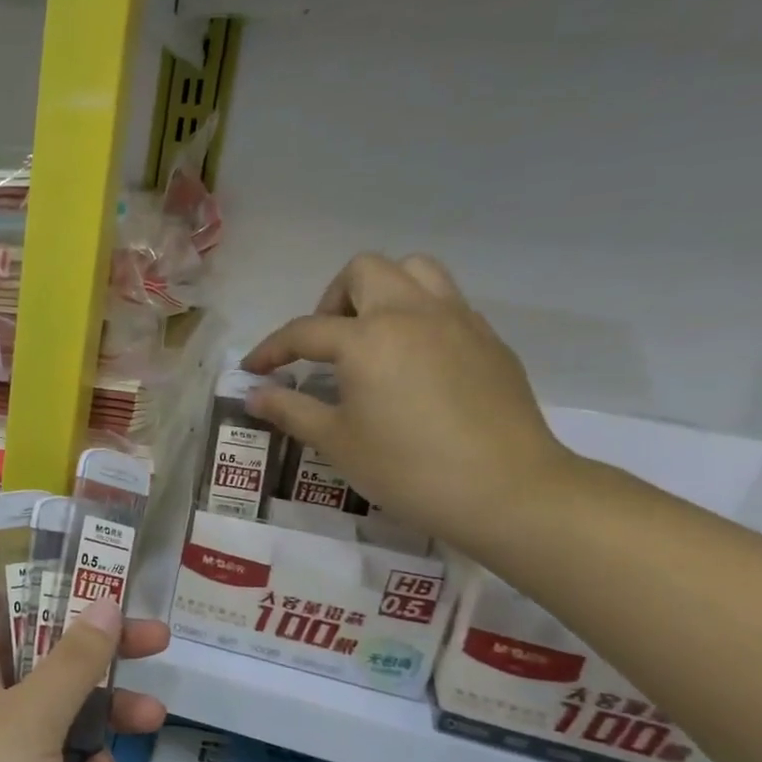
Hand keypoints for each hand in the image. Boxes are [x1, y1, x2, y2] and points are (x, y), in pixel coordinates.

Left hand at [0, 596, 168, 761]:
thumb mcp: (31, 717)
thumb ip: (73, 659)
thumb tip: (104, 600)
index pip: (3, 603)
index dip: (49, 586)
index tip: (100, 580)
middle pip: (41, 656)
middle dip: (97, 653)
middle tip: (156, 641)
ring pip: (55, 711)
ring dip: (101, 711)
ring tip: (154, 718)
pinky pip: (52, 758)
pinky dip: (79, 759)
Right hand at [242, 252, 573, 552]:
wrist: (507, 491)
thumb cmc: (408, 468)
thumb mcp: (337, 442)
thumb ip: (291, 410)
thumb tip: (254, 395)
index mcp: (367, 339)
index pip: (304, 330)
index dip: (271, 349)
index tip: (254, 370)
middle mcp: (411, 313)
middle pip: (363, 271)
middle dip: (332, 300)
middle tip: (325, 345)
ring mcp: (457, 320)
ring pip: (414, 270)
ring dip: (381, 291)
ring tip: (371, 336)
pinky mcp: (488, 338)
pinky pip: (446, 301)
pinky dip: (418, 314)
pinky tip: (413, 360)